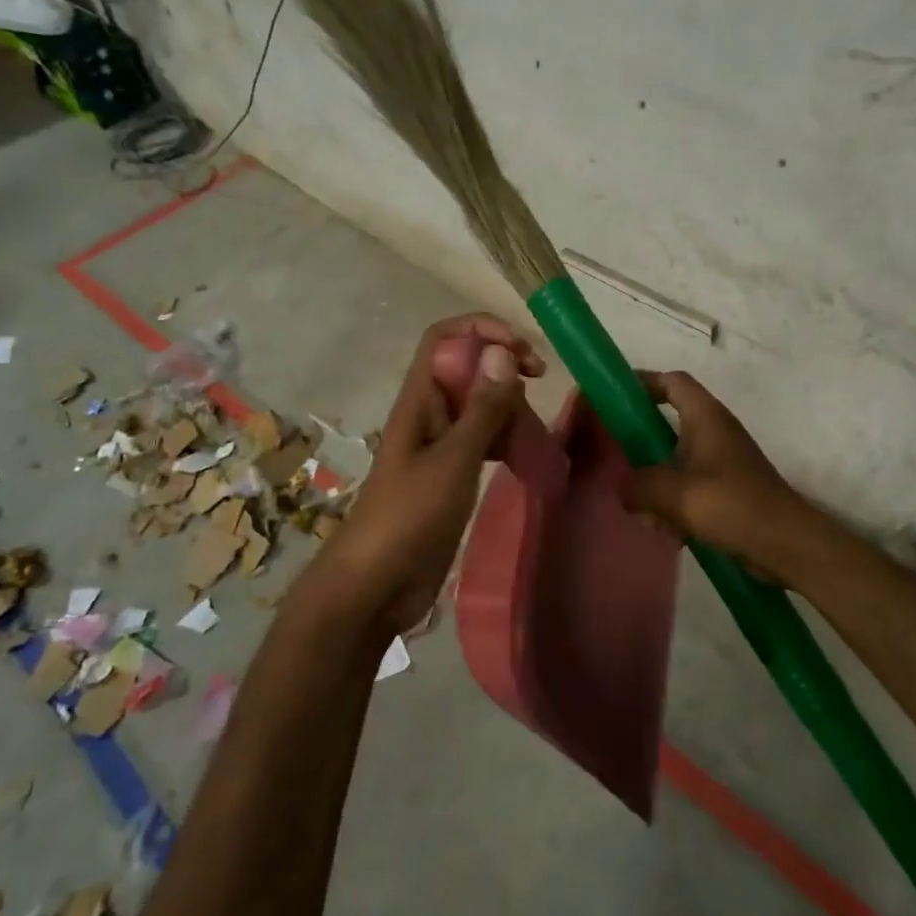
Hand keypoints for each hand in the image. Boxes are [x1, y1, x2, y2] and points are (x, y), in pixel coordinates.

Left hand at [314, 314, 543, 637]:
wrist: (375, 585)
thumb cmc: (409, 517)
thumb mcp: (453, 461)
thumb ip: (482, 410)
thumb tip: (503, 353)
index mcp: (420, 399)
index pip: (445, 337)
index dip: (482, 329)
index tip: (522, 351)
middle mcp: (429, 413)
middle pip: (467, 367)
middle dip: (503, 364)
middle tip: (540, 381)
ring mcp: (439, 444)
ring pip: (479, 404)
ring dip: (508, 405)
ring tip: (536, 426)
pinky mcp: (450, 473)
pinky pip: (482, 439)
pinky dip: (505, 437)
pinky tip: (525, 453)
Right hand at [625, 371, 801, 573]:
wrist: (785, 543)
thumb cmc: (731, 504)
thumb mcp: (674, 493)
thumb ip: (639, 486)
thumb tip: (622, 488)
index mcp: (705, 417)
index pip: (672, 381)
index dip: (642, 382)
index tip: (614, 398)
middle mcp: (715, 431)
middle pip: (669, 422)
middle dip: (642, 443)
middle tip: (616, 458)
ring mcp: (723, 460)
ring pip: (677, 459)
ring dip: (657, 483)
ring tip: (644, 510)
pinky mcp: (728, 488)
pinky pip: (691, 486)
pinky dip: (676, 504)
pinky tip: (669, 531)